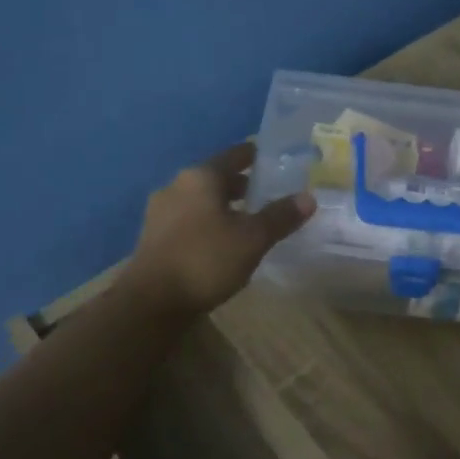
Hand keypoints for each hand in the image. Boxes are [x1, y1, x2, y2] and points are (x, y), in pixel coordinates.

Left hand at [118, 142, 313, 319]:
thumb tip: (308, 197)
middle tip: (267, 193)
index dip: (255, 156)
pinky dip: (208, 223)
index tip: (274, 159)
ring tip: (248, 220)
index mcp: (200, 177)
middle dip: (241, 185)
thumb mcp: (252, 239)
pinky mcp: (154, 238)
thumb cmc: (205, 260)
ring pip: (201, 200)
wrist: (151, 302)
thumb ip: (280, 216)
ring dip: (223, 206)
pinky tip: (222, 241)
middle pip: (215, 178)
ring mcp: (160, 212)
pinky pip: (189, 220)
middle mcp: (177, 186)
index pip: (234, 155)